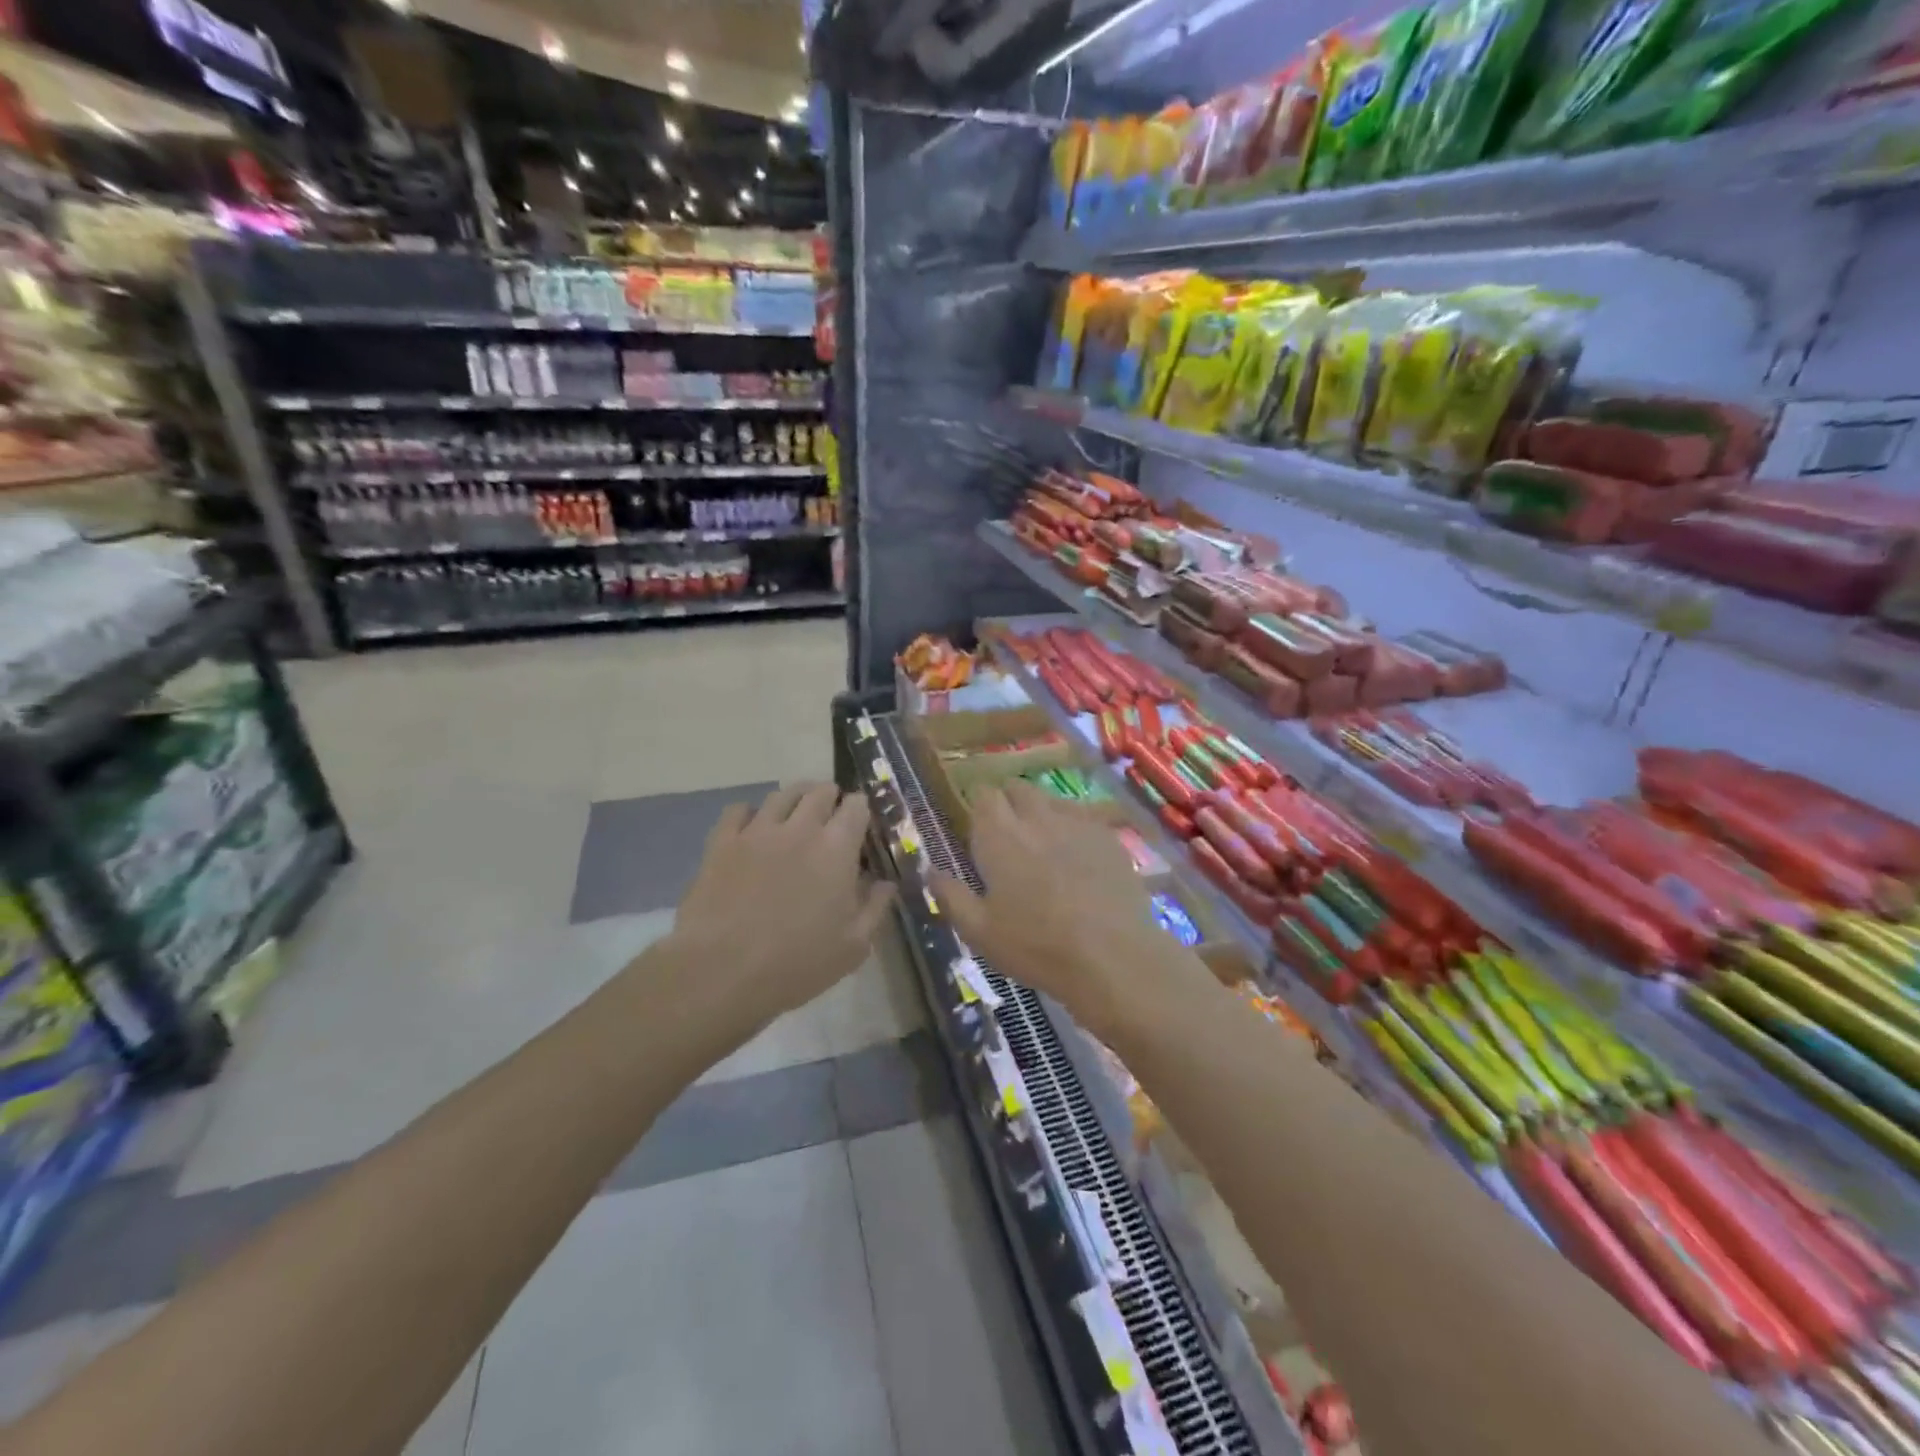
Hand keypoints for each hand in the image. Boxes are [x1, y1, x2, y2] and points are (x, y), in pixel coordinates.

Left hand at [668, 784, 892, 1031]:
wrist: (721, 972)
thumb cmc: (796, 963)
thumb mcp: (852, 947)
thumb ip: (875, 908)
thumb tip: (886, 883)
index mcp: (836, 849)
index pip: (856, 806)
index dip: (861, 810)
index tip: (861, 826)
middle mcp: (799, 828)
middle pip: (820, 791)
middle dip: (831, 798)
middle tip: (831, 819)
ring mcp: (757, 831)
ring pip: (781, 794)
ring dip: (795, 800)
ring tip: (795, 816)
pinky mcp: (721, 842)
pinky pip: (738, 810)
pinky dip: (750, 814)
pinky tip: (753, 830)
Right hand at [932, 783, 1212, 1040]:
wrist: (1112, 956)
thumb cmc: (1036, 946)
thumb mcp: (980, 932)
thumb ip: (951, 896)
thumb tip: (930, 870)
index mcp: (999, 835)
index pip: (983, 794)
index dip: (979, 805)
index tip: (978, 826)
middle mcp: (1036, 817)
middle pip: (1018, 788)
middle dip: (1009, 802)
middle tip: (1008, 834)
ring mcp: (1077, 822)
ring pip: (1052, 799)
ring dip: (1041, 812)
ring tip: (1044, 844)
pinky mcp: (1109, 836)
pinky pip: (1084, 817)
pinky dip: (1074, 828)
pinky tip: (1079, 857)